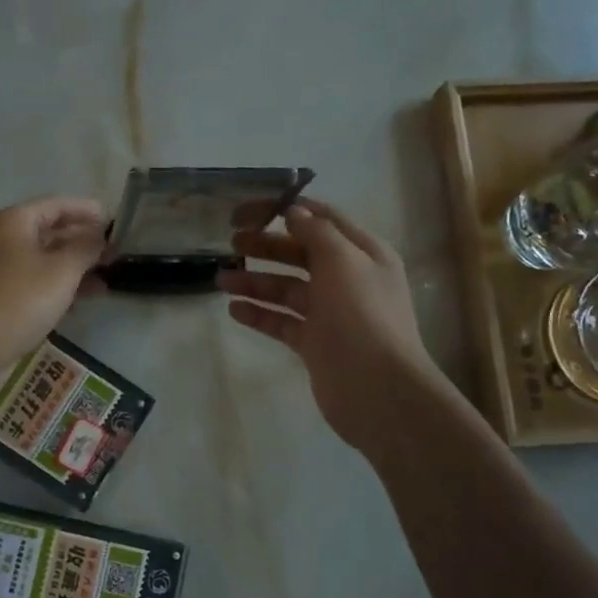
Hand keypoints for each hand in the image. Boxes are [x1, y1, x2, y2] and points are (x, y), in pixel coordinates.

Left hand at [0, 196, 106, 393]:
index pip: (57, 205)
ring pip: (41, 260)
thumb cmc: (18, 301)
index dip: (86, 211)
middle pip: (48, 231)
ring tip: (104, 282)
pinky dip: (55, 287)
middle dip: (81, 242)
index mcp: (13, 221)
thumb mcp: (61, 271)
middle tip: (114, 253)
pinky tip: (77, 303)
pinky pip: (31, 282)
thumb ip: (85, 249)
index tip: (113, 220)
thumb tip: (99, 238)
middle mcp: (0, 238)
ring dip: (72, 268)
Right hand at [218, 199, 435, 449]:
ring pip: (286, 289)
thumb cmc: (361, 315)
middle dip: (266, 246)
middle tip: (231, 242)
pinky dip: (259, 314)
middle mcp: (348, 279)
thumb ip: (316, 233)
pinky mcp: (314, 343)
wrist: (377, 388)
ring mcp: (330, 313)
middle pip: (301, 254)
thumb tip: (294, 212)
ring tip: (220, 280)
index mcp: (363, 253)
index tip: (249, 210)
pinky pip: (281, 322)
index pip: (322, 220)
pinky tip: (234, 310)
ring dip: (255, 282)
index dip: (287, 210)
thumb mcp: (342, 261)